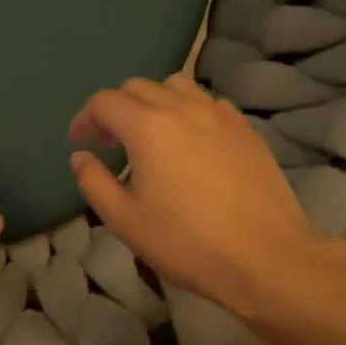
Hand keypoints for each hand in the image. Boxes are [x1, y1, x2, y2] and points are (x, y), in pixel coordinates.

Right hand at [69, 75, 326, 322]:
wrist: (265, 258)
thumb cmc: (187, 242)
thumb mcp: (125, 221)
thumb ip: (94, 182)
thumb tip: (81, 157)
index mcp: (147, 127)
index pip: (105, 102)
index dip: (85, 118)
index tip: (79, 142)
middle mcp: (182, 108)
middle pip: (137, 87)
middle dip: (115, 109)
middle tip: (110, 142)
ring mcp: (219, 115)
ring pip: (176, 87)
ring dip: (153, 102)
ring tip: (151, 135)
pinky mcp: (246, 129)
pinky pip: (208, 103)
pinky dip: (189, 111)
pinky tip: (192, 142)